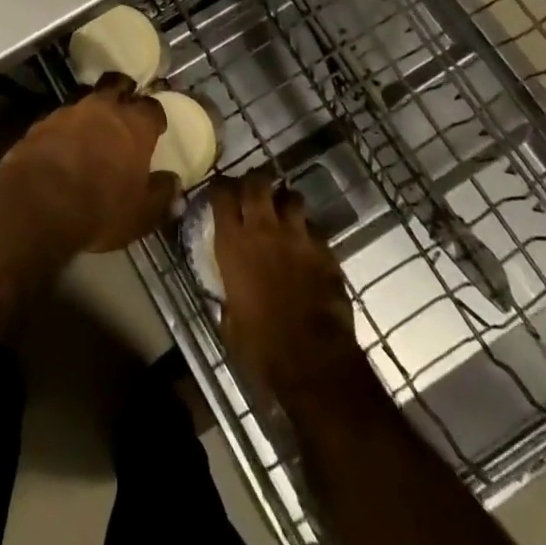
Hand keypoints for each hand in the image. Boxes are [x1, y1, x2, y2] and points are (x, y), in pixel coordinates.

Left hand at [0, 75, 176, 253]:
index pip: (152, 108)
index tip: (156, 128)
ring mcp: (69, 112)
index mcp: (135, 125)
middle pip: (117, 86)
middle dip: (123, 92)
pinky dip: (65, 129)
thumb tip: (175, 184)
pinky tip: (63, 146)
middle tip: (124, 108)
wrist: (37, 202)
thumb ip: (161, 196)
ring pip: (86, 100)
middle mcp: (103, 109)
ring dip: (91, 112)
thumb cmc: (100, 207)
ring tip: (91, 130)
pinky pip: (59, 119)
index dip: (155, 117)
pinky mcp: (41, 123)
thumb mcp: (140, 213)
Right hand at [213, 171, 363, 400]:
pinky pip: (315, 229)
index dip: (220, 187)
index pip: (222, 193)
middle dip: (254, 182)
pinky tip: (306, 246)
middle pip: (257, 182)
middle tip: (252, 193)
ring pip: (292, 197)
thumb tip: (230, 288)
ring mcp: (298, 236)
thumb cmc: (260, 346)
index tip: (220, 191)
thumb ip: (229, 290)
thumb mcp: (230, 316)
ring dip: (285, 202)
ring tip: (283, 214)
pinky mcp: (325, 251)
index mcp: (233, 242)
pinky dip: (308, 232)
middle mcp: (264, 228)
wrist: (312, 362)